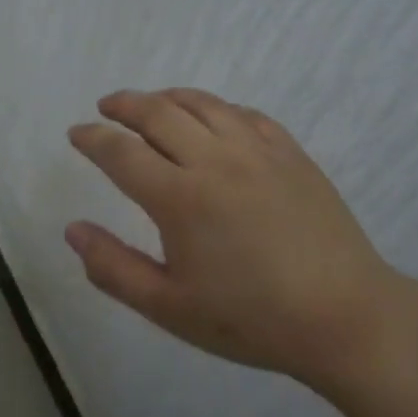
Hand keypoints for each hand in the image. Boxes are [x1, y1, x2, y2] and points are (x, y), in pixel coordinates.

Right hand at [66, 89, 402, 380]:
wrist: (344, 318)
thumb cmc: (250, 319)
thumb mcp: (169, 307)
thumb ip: (113, 268)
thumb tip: (72, 230)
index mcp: (180, 198)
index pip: (121, 152)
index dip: (92, 139)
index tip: (76, 134)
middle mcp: (216, 160)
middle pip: (159, 113)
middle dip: (124, 104)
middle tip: (106, 107)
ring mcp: (259, 152)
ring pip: (203, 104)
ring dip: (168, 97)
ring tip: (150, 103)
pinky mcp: (292, 154)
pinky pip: (245, 114)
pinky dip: (216, 107)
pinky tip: (211, 118)